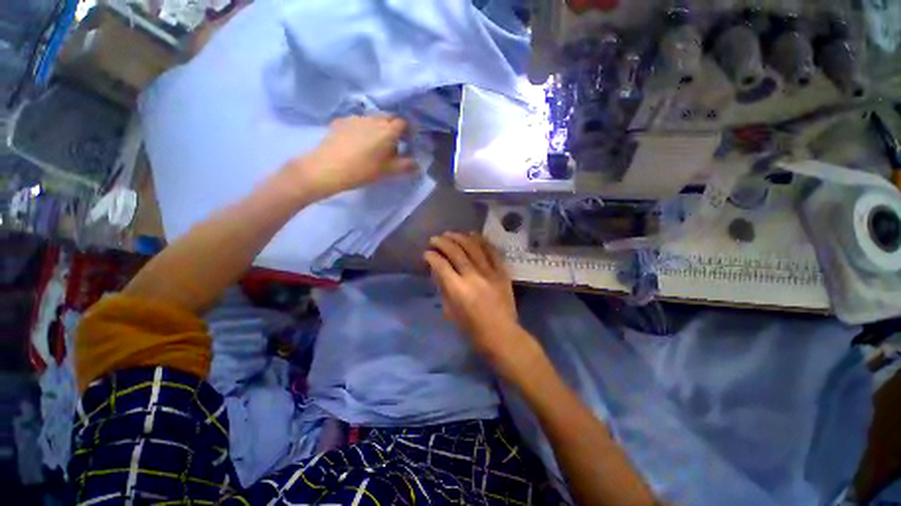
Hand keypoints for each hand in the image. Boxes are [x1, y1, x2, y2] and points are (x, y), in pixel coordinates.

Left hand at [287, 115, 416, 199]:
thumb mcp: (387, 171)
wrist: (327, 168)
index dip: (408, 131)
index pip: (403, 123)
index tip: (408, 142)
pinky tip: (358, 141)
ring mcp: (356, 118)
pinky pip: (359, 121)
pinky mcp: (341, 121)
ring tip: (375, 142)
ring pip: (373, 118)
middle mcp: (373, 119)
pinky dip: (364, 127)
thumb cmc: (362, 170)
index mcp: (387, 130)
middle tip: (393, 143)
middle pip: (388, 117)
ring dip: (379, 126)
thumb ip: (405, 166)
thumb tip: (418, 165)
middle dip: (394, 127)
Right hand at [424, 232, 529, 364]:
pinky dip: (482, 241)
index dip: (431, 256)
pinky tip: (473, 234)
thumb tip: (437, 271)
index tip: (426, 253)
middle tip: (435, 239)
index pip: (441, 265)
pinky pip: (492, 251)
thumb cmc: (472, 329)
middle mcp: (474, 277)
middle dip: (443, 242)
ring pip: (474, 247)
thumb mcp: (450, 312)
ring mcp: (490, 273)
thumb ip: (444, 289)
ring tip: (451, 233)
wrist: (502, 335)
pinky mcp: (502, 272)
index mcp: (458, 290)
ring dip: (460, 237)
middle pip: (456, 252)